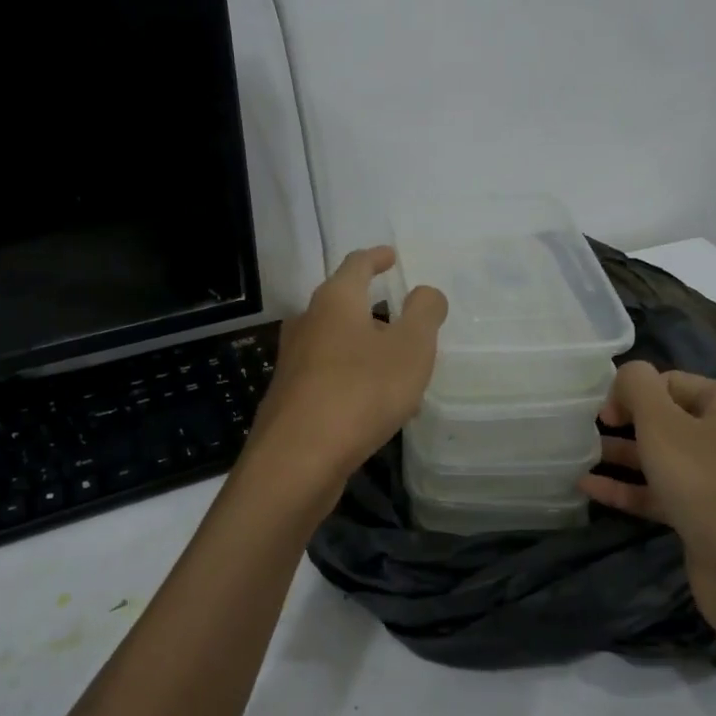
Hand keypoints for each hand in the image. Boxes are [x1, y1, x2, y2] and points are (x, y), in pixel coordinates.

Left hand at [244, 247, 447, 490]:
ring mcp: (294, 361)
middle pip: (343, 305)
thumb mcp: (411, 348)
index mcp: (335, 300)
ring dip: (367, 350)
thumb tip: (425, 292)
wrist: (298, 459)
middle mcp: (308, 323)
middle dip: (375, 311)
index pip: (357, 264)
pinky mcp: (290, 397)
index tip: (391, 256)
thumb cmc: (361, 391)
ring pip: (338, 344)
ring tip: (399, 370)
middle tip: (406, 323)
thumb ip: (424, 313)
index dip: (377, 258)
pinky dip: (355, 379)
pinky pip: (330, 376)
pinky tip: (376, 407)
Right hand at [582, 363, 715, 630]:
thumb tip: (626, 374)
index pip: (669, 382)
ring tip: (576, 456)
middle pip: (664, 418)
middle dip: (623, 423)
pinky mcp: (704, 514)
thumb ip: (637, 387)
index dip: (630, 392)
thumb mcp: (662, 423)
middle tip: (584, 431)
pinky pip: (659, 491)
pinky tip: (587, 488)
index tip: (599, 413)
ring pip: (659, 457)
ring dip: (620, 456)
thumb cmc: (706, 482)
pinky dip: (627, 488)